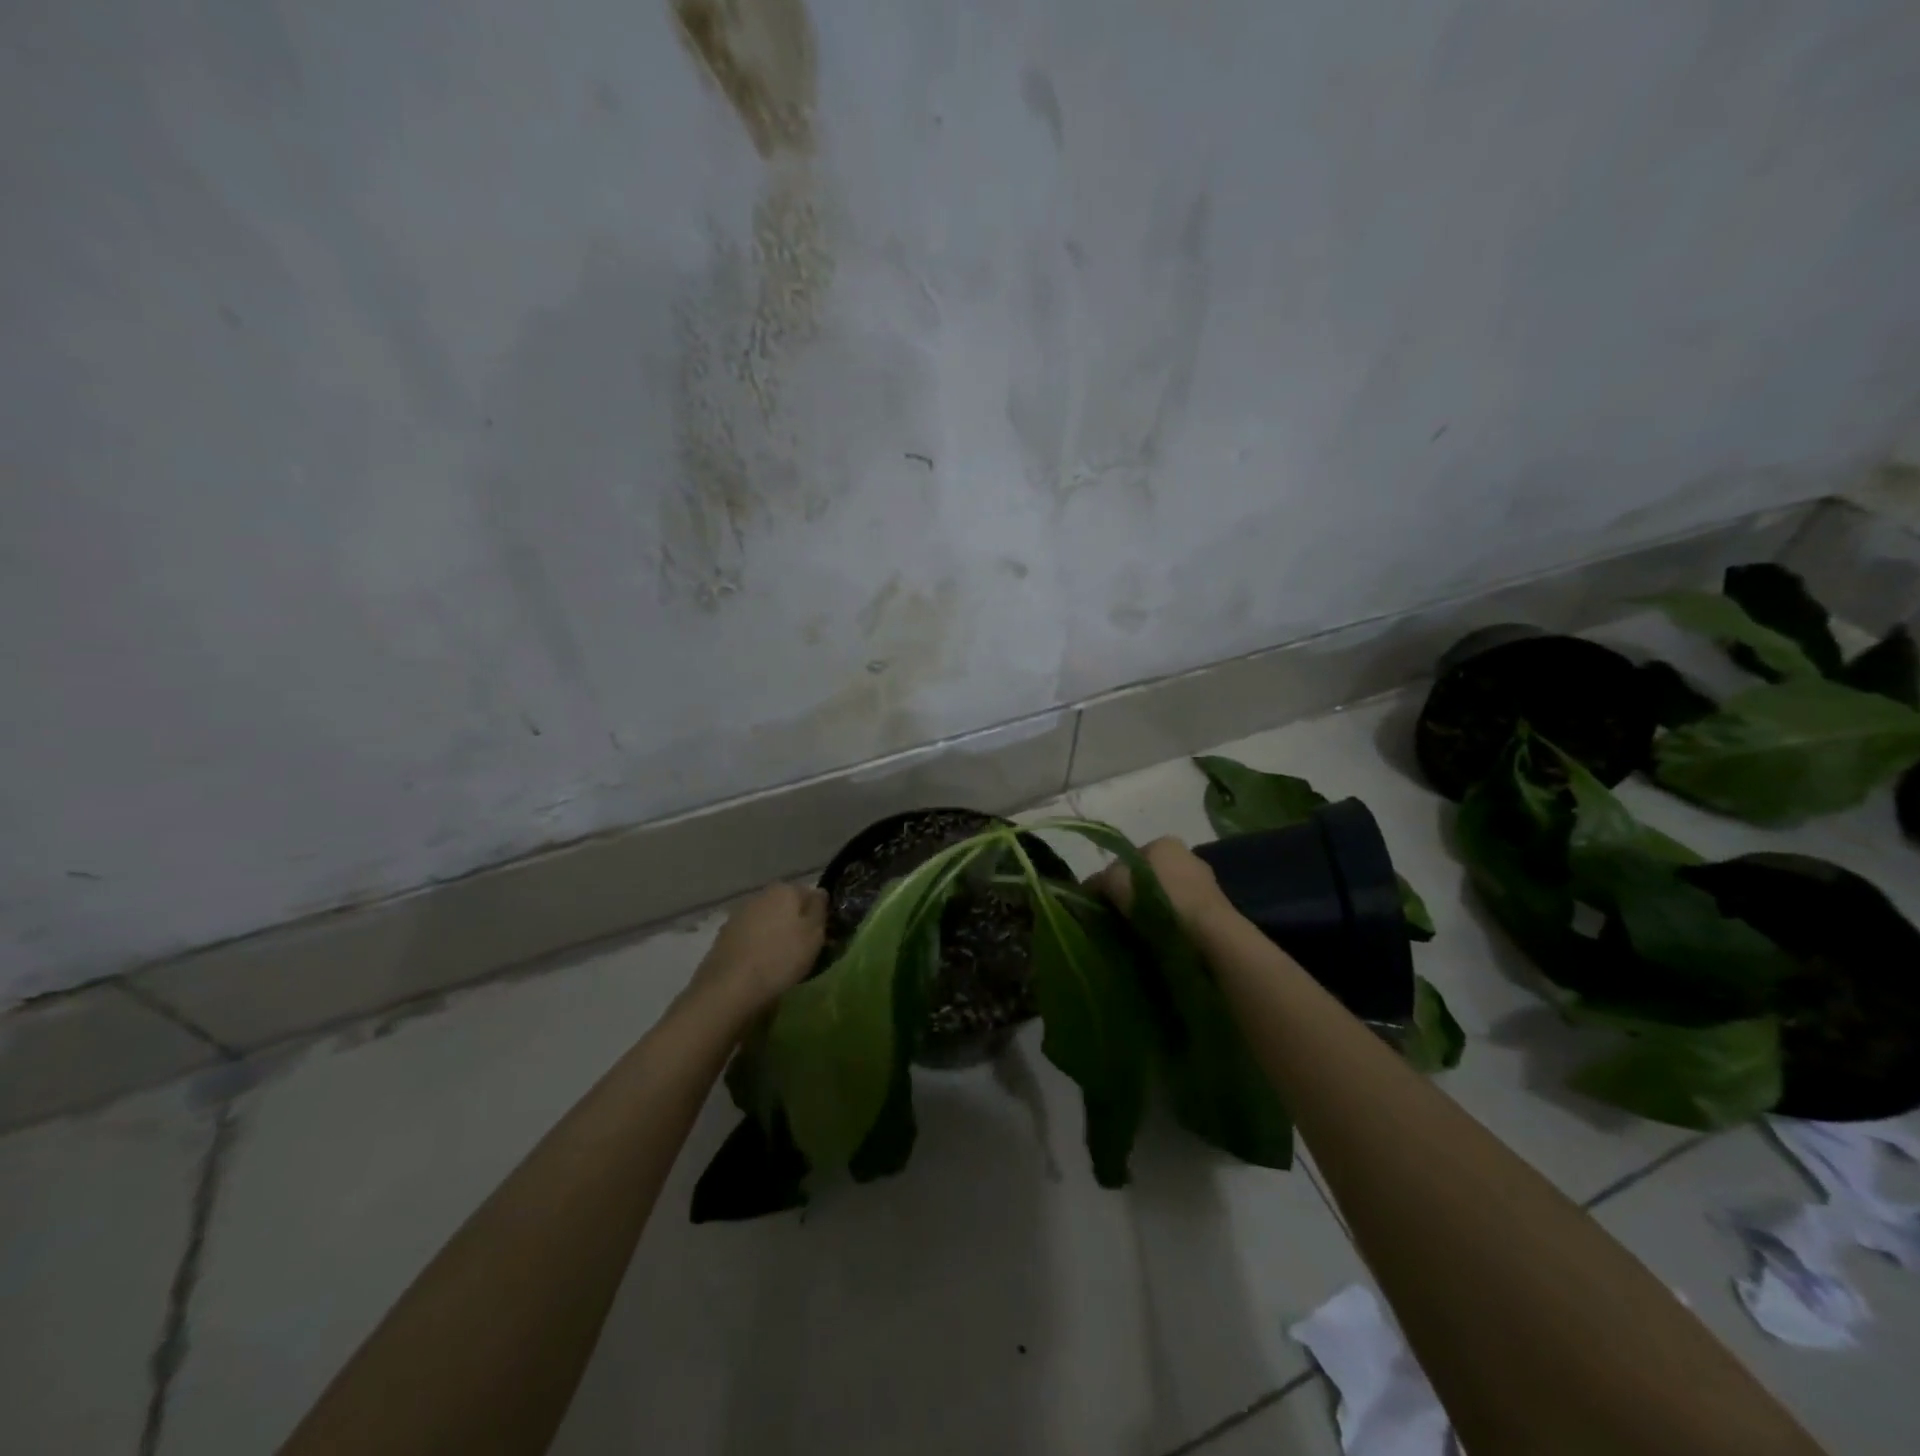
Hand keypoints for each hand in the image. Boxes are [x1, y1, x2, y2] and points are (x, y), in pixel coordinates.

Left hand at [682, 882, 828, 1026]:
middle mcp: (760, 895)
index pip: (811, 894)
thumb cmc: (781, 958)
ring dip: (775, 934)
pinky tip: (760, 965)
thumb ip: (819, 909)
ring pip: (767, 920)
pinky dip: (757, 946)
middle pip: (786, 906)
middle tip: (804, 949)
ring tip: (781, 960)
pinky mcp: (724, 936)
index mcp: (785, 890)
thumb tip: (819, 893)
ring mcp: (739, 915)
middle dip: (795, 922)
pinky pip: (750, 936)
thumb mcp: (814, 934)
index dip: (819, 914)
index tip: (823, 935)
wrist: (730, 988)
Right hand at [1090, 836, 1236, 934]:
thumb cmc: (1158, 900)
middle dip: (1135, 894)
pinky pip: (1183, 913)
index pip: (1129, 858)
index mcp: (1164, 842)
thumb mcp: (1115, 882)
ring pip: (1167, 896)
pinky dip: (1172, 923)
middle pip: (1149, 876)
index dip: (1113, 879)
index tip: (1104, 902)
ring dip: (1154, 910)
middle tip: (1119, 918)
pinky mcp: (1218, 910)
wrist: (1208, 937)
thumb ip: (1099, 880)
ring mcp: (1206, 883)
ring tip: (1140, 933)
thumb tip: (1091, 887)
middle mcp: (1188, 855)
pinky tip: (1162, 940)